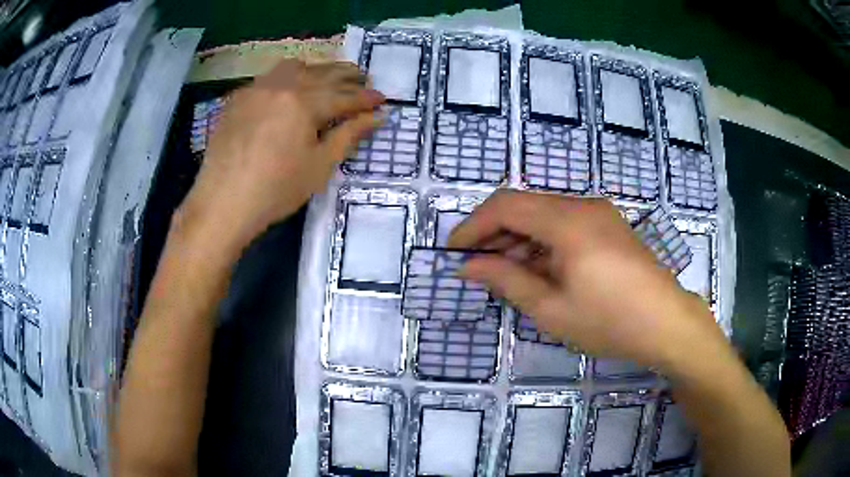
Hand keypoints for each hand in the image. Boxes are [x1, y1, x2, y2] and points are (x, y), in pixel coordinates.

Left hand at [176, 59, 384, 258]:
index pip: (344, 96)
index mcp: (304, 103)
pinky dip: (286, 78)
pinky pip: (268, 78)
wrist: (222, 203)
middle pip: (321, 73)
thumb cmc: (275, 190)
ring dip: (315, 70)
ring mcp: (256, 89)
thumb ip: (348, 136)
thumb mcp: (319, 166)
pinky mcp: (237, 98)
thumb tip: (376, 118)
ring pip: (293, 67)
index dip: (366, 98)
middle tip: (363, 79)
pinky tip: (288, 92)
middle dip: (346, 75)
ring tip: (327, 79)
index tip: (383, 99)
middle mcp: (281, 86)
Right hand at [449, 189, 722, 369]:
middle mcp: (583, 206)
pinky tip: (539, 269)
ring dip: (519, 238)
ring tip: (505, 273)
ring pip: (544, 214)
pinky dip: (543, 241)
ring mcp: (600, 213)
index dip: (473, 226)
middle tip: (476, 267)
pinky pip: (565, 223)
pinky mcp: (609, 225)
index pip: (505, 206)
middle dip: (494, 233)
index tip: (454, 252)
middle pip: (524, 206)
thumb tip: (469, 265)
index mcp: (567, 221)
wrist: (667, 324)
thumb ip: (507, 279)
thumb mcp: (551, 308)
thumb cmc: (609, 321)